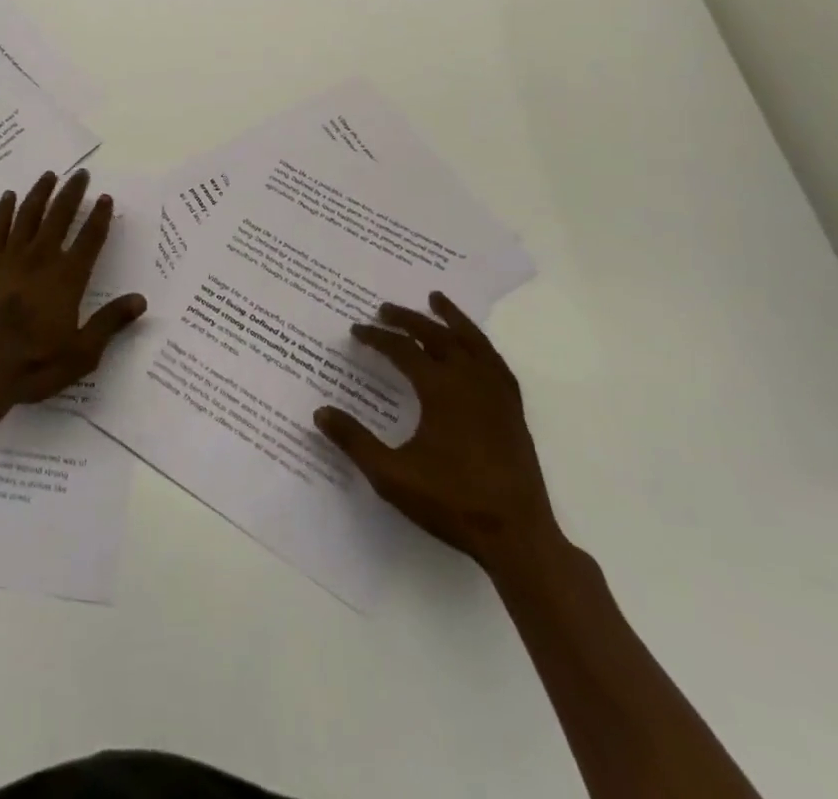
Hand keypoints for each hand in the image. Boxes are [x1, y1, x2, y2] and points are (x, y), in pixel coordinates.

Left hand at [0, 168, 147, 405]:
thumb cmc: (34, 364)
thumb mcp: (82, 353)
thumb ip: (110, 322)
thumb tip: (140, 300)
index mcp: (68, 279)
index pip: (89, 240)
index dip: (100, 217)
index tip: (106, 197)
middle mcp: (41, 260)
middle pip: (59, 217)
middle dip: (72, 194)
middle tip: (80, 174)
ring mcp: (11, 260)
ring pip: (29, 216)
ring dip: (41, 193)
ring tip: (49, 175)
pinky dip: (4, 211)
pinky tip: (9, 196)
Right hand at [314, 292, 555, 570]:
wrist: (517, 538)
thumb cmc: (452, 503)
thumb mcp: (392, 476)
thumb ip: (355, 441)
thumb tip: (320, 412)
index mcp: (441, 390)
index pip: (403, 350)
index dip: (377, 337)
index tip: (356, 331)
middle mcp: (470, 382)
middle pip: (437, 336)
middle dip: (408, 319)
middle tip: (384, 308)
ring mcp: (497, 395)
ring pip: (473, 341)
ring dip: (451, 318)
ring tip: (436, 299)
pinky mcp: (513, 411)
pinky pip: (495, 362)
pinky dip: (480, 345)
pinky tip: (474, 347)